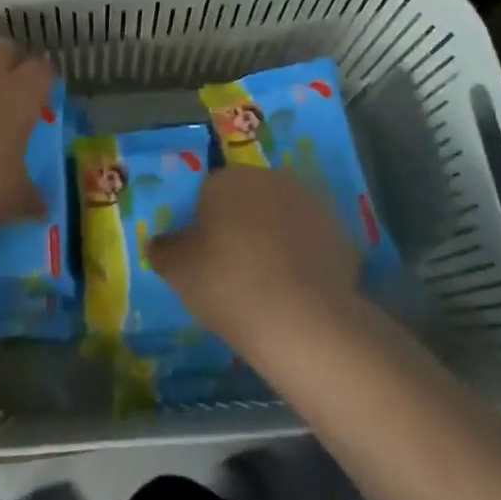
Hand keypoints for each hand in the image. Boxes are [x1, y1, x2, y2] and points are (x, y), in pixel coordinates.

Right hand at [150, 166, 361, 349]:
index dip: (203, 226)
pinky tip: (296, 292)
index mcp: (228, 178)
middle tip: (232, 270)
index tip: (203, 258)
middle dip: (240, 226)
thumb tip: (159, 242)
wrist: (304, 321)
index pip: (207, 193)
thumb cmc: (228, 285)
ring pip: (280, 218)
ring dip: (273, 239)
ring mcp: (311, 204)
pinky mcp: (341, 234)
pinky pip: (310, 243)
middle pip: (247, 200)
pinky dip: (302, 259)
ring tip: (267, 284)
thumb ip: (164, 250)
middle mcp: (270, 179)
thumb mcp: (177, 271)